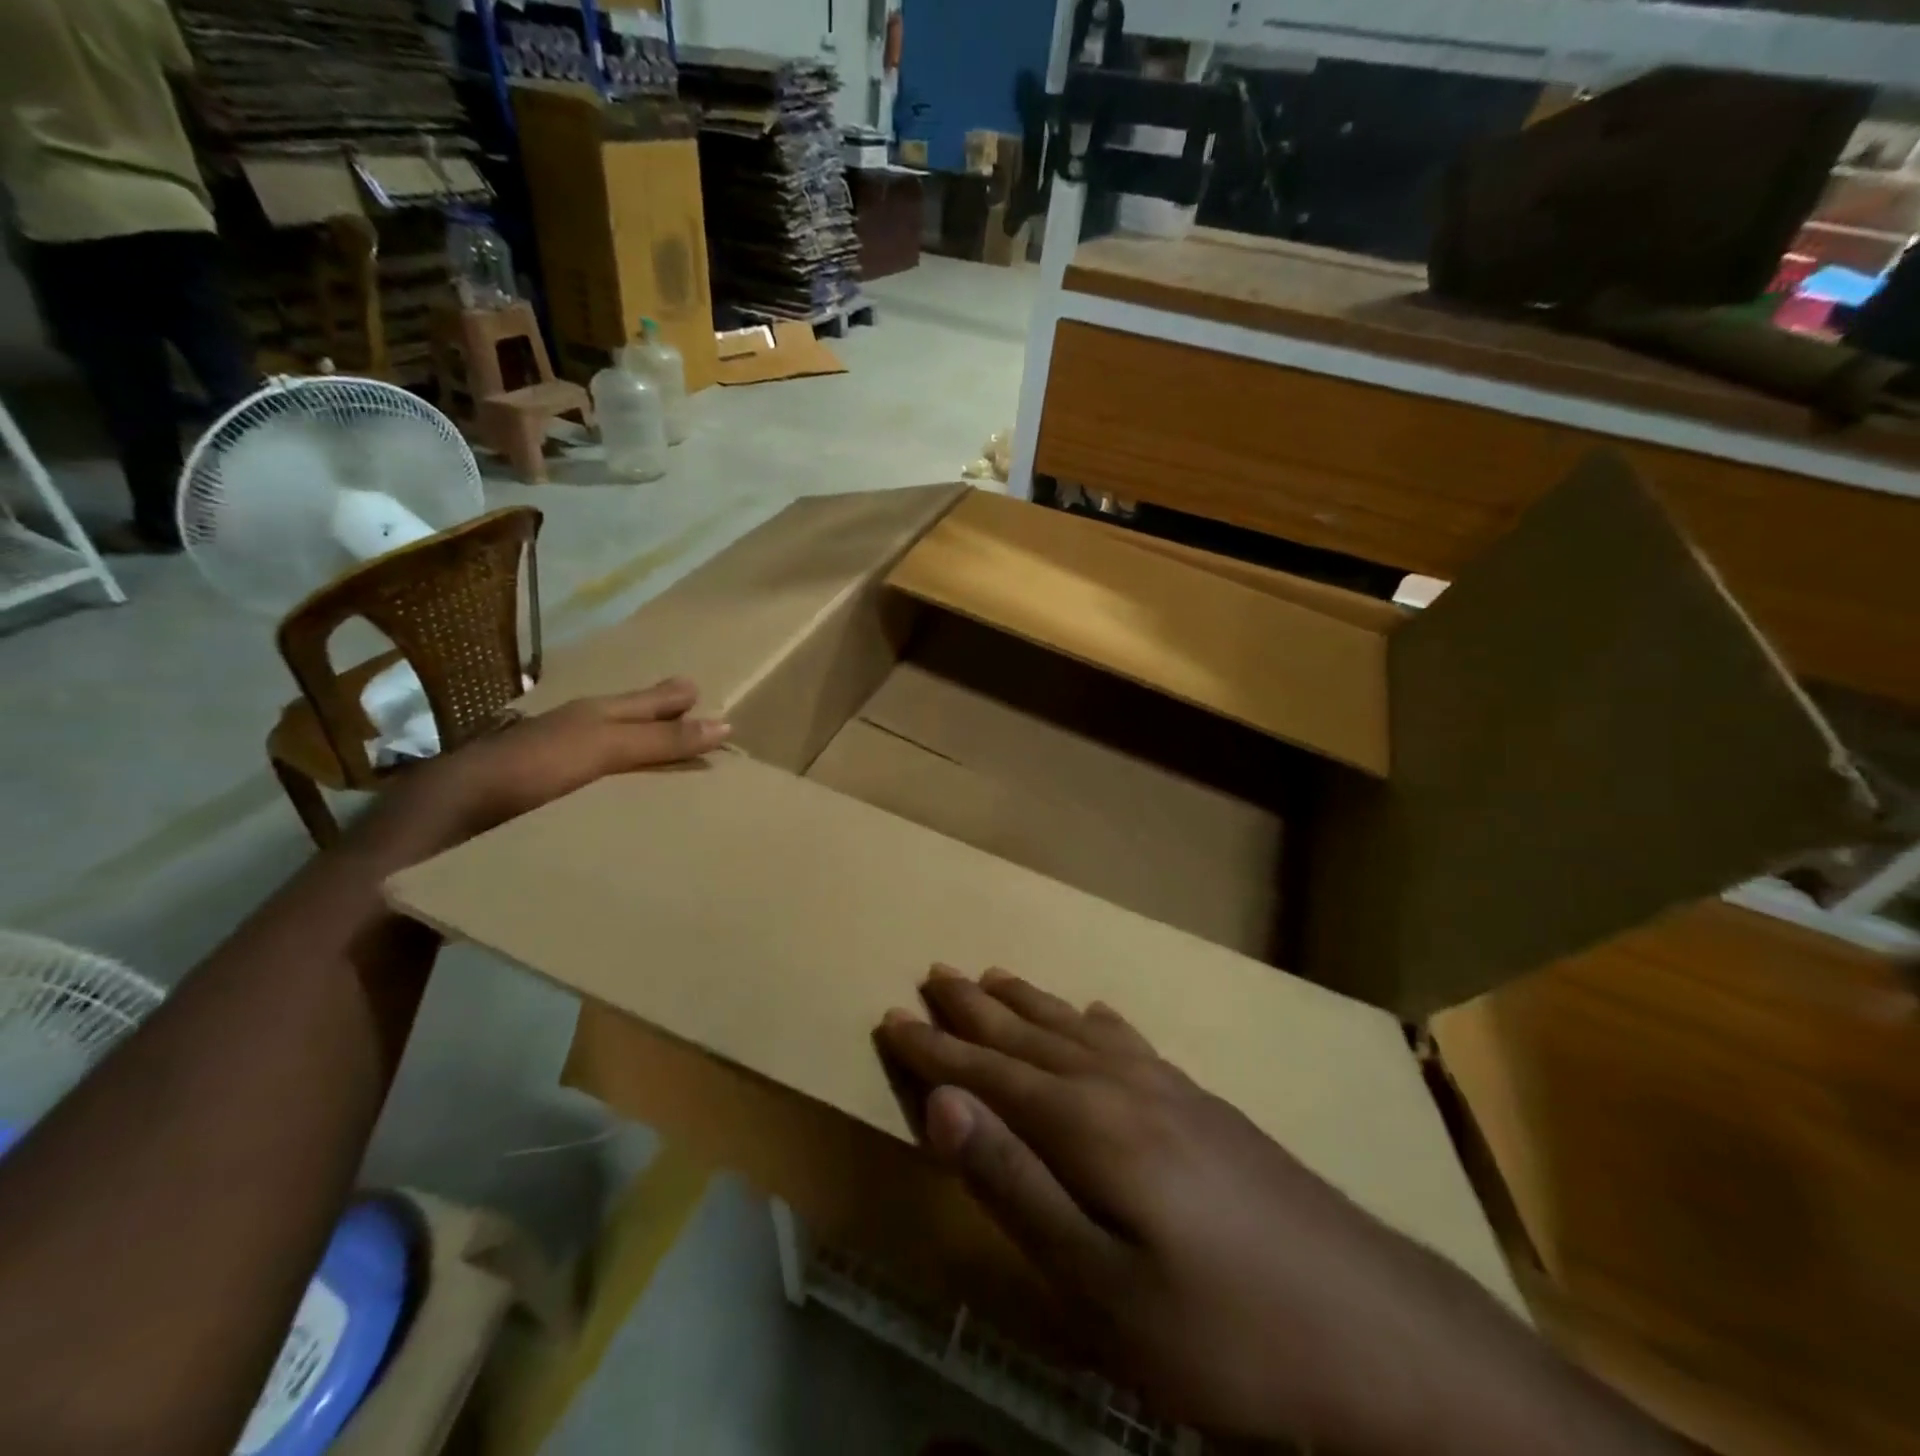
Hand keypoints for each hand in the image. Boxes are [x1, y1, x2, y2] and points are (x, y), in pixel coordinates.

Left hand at [355, 679, 727, 866]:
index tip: (701, 692)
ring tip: (669, 771)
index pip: (645, 701)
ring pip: (608, 758)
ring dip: (638, 761)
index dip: (673, 698)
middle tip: (691, 721)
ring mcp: (553, 771)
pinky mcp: (542, 807)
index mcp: (590, 716)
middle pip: (625, 723)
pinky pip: (594, 793)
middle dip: (657, 721)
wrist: (448, 820)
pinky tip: (626, 808)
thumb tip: (727, 725)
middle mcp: (572, 736)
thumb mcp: (604, 748)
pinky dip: (617, 794)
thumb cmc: (532, 770)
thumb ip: (660, 740)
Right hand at [876, 970, 1679, 1455]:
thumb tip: (944, 1103)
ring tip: (994, 977)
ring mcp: (1173, 1092)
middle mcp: (1124, 1087)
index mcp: (1090, 1126)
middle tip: (934, 973)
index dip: (935, 1050)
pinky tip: (1099, 1014)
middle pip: (1031, 1037)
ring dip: (1031, 1005)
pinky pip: (1134, 1044)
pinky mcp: (1207, 1108)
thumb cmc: (1224, 1333)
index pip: (989, 1074)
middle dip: (974, 1010)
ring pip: (1079, 1030)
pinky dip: (1101, 1023)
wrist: (1382, 1338)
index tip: (890, 1017)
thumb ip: (1016, 1184)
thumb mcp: (1100, 1286)